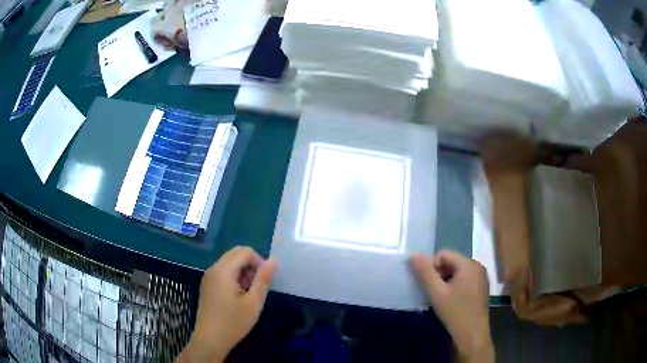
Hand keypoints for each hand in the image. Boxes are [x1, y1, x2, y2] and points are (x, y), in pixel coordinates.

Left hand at [178, 247, 277, 361]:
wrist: (210, 339)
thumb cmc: (233, 322)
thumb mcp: (254, 302)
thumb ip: (263, 279)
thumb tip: (274, 260)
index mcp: (224, 270)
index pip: (245, 251)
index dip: (259, 262)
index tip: (265, 282)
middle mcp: (213, 268)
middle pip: (236, 254)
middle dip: (251, 265)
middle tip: (257, 287)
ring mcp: (208, 276)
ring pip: (230, 262)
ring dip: (243, 271)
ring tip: (249, 294)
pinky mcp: (207, 284)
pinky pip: (223, 271)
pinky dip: (234, 277)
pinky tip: (238, 296)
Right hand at [410, 250, 493, 361]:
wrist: (472, 335)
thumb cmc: (455, 312)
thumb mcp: (436, 292)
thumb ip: (425, 272)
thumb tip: (413, 255)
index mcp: (468, 264)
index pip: (444, 254)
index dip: (431, 266)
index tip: (425, 283)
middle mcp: (478, 266)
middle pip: (452, 262)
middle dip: (439, 274)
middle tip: (432, 291)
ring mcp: (482, 277)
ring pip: (457, 272)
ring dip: (446, 281)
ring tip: (440, 297)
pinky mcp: (482, 288)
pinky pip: (465, 280)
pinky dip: (455, 286)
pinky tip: (451, 301)